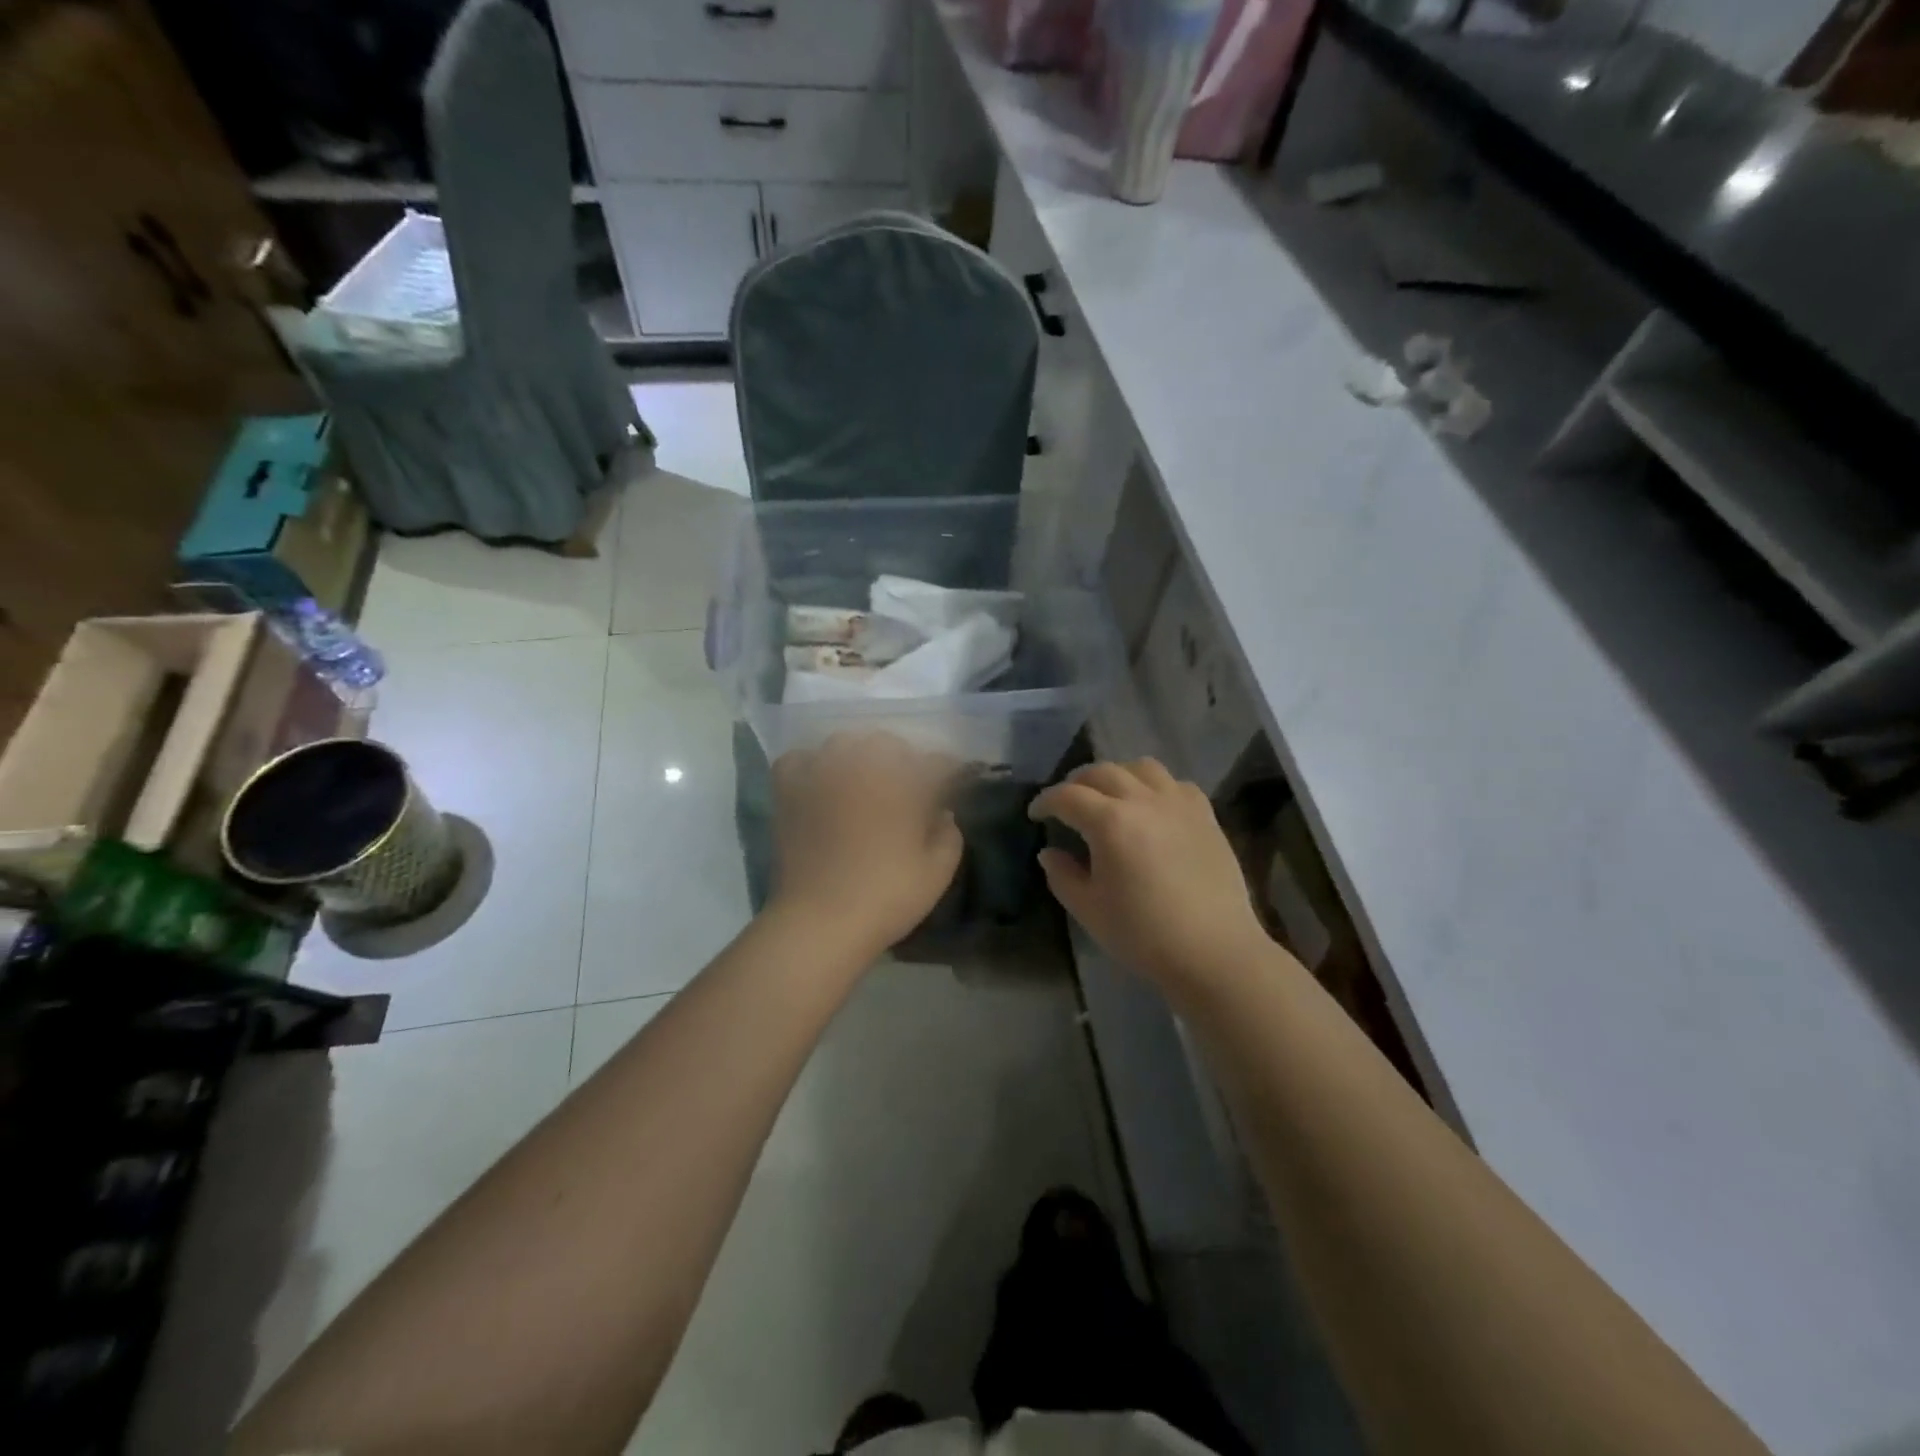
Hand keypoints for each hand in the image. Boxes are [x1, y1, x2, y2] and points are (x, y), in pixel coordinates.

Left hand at [769, 733, 964, 957]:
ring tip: (861, 785)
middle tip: (905, 792)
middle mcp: (864, 764)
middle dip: (903, 762)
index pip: (937, 763)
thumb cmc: (886, 897)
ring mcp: (822, 772)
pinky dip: (812, 766)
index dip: (948, 775)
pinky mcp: (789, 788)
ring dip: (859, 759)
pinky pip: (801, 759)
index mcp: (905, 781)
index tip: (949, 790)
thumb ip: (949, 834)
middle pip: (889, 745)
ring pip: (845, 744)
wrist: (820, 921)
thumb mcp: (937, 872)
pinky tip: (820, 785)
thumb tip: (942, 813)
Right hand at [1030, 760, 1269, 994]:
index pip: (1067, 797)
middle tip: (1066, 803)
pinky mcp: (1206, 815)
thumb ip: (1063, 875)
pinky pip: (1175, 784)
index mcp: (1110, 822)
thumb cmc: (1144, 934)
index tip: (1036, 814)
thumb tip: (1049, 852)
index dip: (1046, 801)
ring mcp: (1179, 803)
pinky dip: (1155, 786)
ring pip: (1141, 767)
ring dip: (1117, 775)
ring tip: (1110, 796)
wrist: (1214, 952)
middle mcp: (1144, 800)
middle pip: (1102, 772)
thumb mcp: (1090, 910)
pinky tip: (1152, 807)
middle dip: (1076, 783)